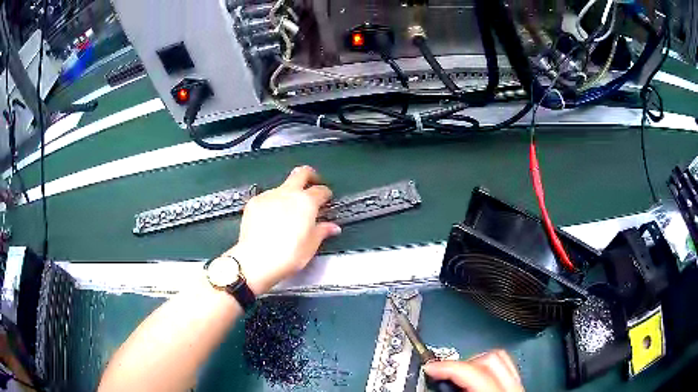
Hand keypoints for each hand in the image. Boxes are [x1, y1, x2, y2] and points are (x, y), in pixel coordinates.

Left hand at [227, 166, 340, 294]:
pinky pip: (268, 198)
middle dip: (310, 175)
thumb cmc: (289, 254)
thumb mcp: (310, 246)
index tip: (326, 200)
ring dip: (288, 194)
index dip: (326, 194)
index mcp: (306, 202)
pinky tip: (270, 219)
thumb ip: (322, 231)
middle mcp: (288, 193)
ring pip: (282, 187)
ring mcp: (269, 195)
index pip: (321, 190)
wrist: (256, 259)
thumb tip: (333, 227)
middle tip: (312, 185)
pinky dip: (273, 204)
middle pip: (301, 173)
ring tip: (287, 212)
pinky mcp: (254, 202)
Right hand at [423, 350, 523, 391]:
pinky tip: (475, 380)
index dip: (447, 366)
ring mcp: (518, 387)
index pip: (473, 370)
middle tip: (444, 372)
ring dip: (476, 362)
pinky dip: (488, 369)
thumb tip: (432, 381)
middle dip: (463, 362)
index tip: (430, 367)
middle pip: (490, 358)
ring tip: (459, 374)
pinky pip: (507, 368)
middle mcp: (513, 388)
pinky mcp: (517, 388)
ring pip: (501, 359)